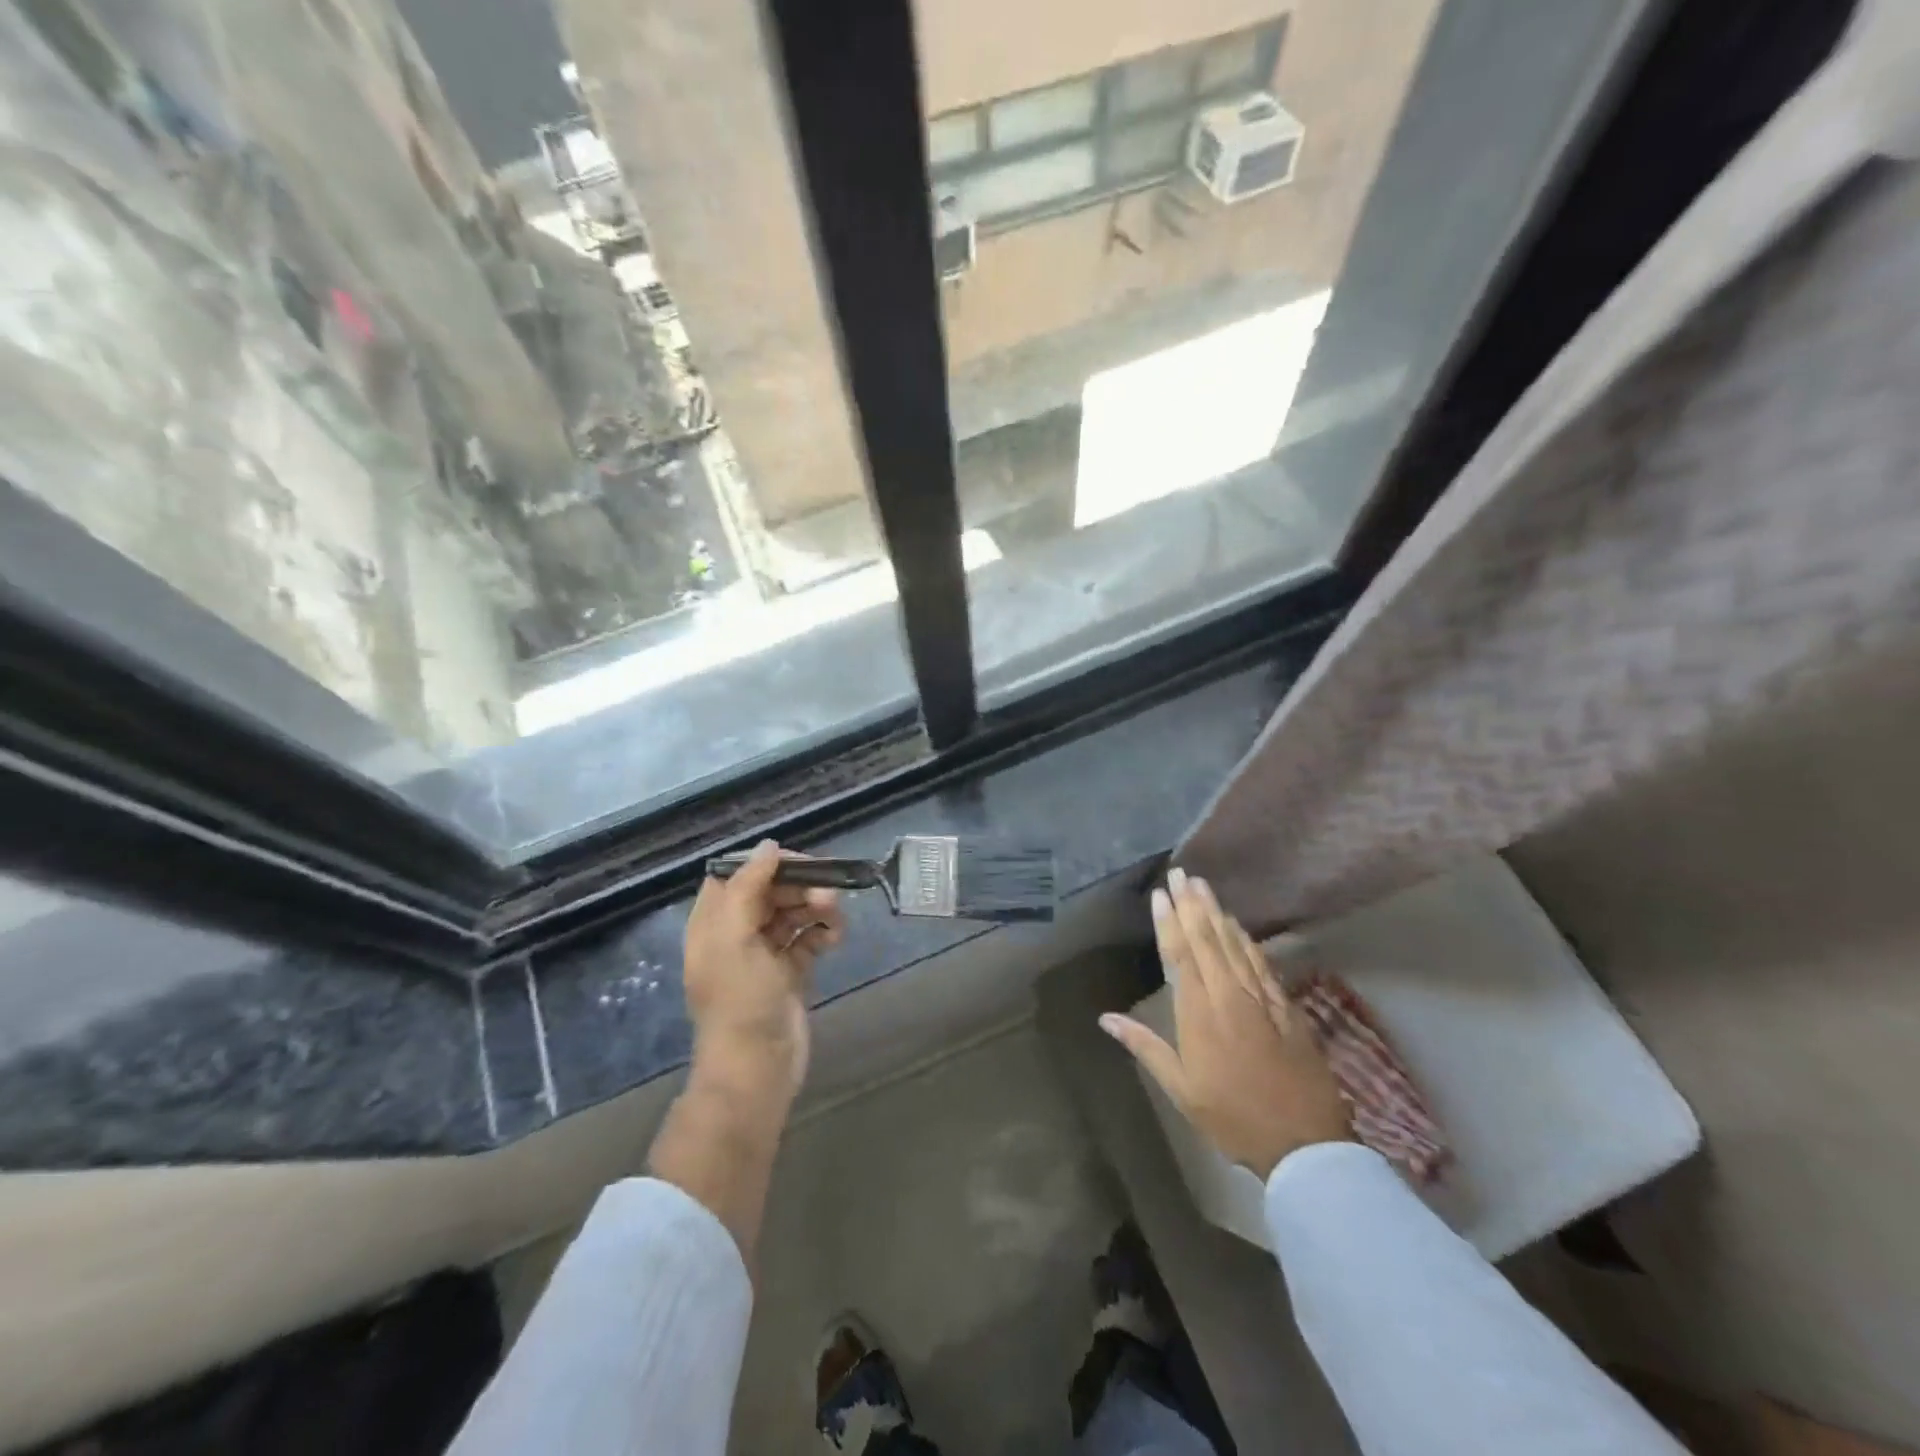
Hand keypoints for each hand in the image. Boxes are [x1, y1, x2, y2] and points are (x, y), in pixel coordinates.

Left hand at [683, 840, 844, 1104]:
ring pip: (795, 912)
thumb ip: (747, 887)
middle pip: (772, 891)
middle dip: (801, 887)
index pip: (739, 875)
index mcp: (714, 922)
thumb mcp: (734, 938)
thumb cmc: (740, 1001)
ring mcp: (765, 954)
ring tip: (835, 919)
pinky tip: (834, 940)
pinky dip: (824, 933)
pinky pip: (809, 938)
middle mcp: (737, 933)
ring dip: (817, 908)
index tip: (800, 863)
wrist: (757, 1068)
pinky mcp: (791, 972)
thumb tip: (769, 846)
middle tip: (829, 895)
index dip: (768, 864)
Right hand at [1102, 867, 1350, 1178]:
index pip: (1180, 956)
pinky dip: (1246, 940)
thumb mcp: (1181, 1089)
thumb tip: (1105, 1018)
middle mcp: (1229, 996)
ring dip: (1218, 913)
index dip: (1169, 923)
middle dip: (1192, 905)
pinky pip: (1261, 962)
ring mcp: (1260, 998)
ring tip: (1204, 887)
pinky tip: (1237, 926)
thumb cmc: (1232, 1117)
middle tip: (1182, 874)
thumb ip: (1145, 1046)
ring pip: (1235, 945)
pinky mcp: (1285, 1006)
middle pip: (1208, 940)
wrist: (1303, 1143)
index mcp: (1199, 1014)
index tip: (1160, 895)